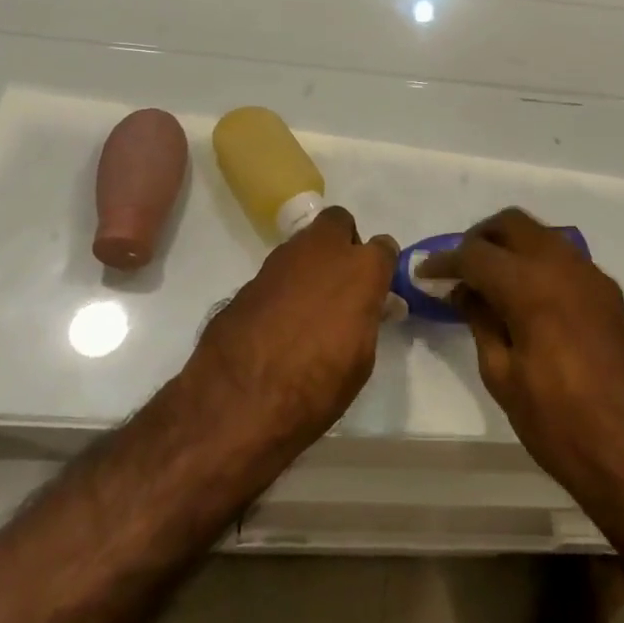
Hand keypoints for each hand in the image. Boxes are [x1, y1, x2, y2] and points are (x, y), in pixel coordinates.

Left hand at [185, 207, 397, 456]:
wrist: (240, 400)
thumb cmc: (317, 386)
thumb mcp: (360, 359)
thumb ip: (364, 319)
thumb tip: (363, 308)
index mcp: (360, 270)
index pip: (383, 247)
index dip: (381, 266)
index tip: (377, 287)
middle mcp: (321, 252)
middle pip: (338, 222)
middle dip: (343, 242)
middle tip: (342, 280)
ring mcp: (280, 261)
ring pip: (304, 243)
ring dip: (311, 263)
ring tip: (309, 305)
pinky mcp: (249, 279)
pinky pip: (277, 272)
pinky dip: (283, 287)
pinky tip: (278, 320)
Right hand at [420, 209, 623, 511]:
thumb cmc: (561, 424)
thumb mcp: (504, 378)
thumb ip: (481, 322)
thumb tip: (466, 292)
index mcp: (531, 286)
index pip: (476, 254)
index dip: (445, 261)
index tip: (425, 272)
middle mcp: (564, 266)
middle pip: (512, 224)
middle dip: (479, 239)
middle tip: (458, 269)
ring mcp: (592, 276)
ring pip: (541, 235)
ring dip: (510, 246)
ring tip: (488, 282)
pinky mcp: (609, 294)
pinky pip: (564, 258)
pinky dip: (537, 262)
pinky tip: (525, 298)